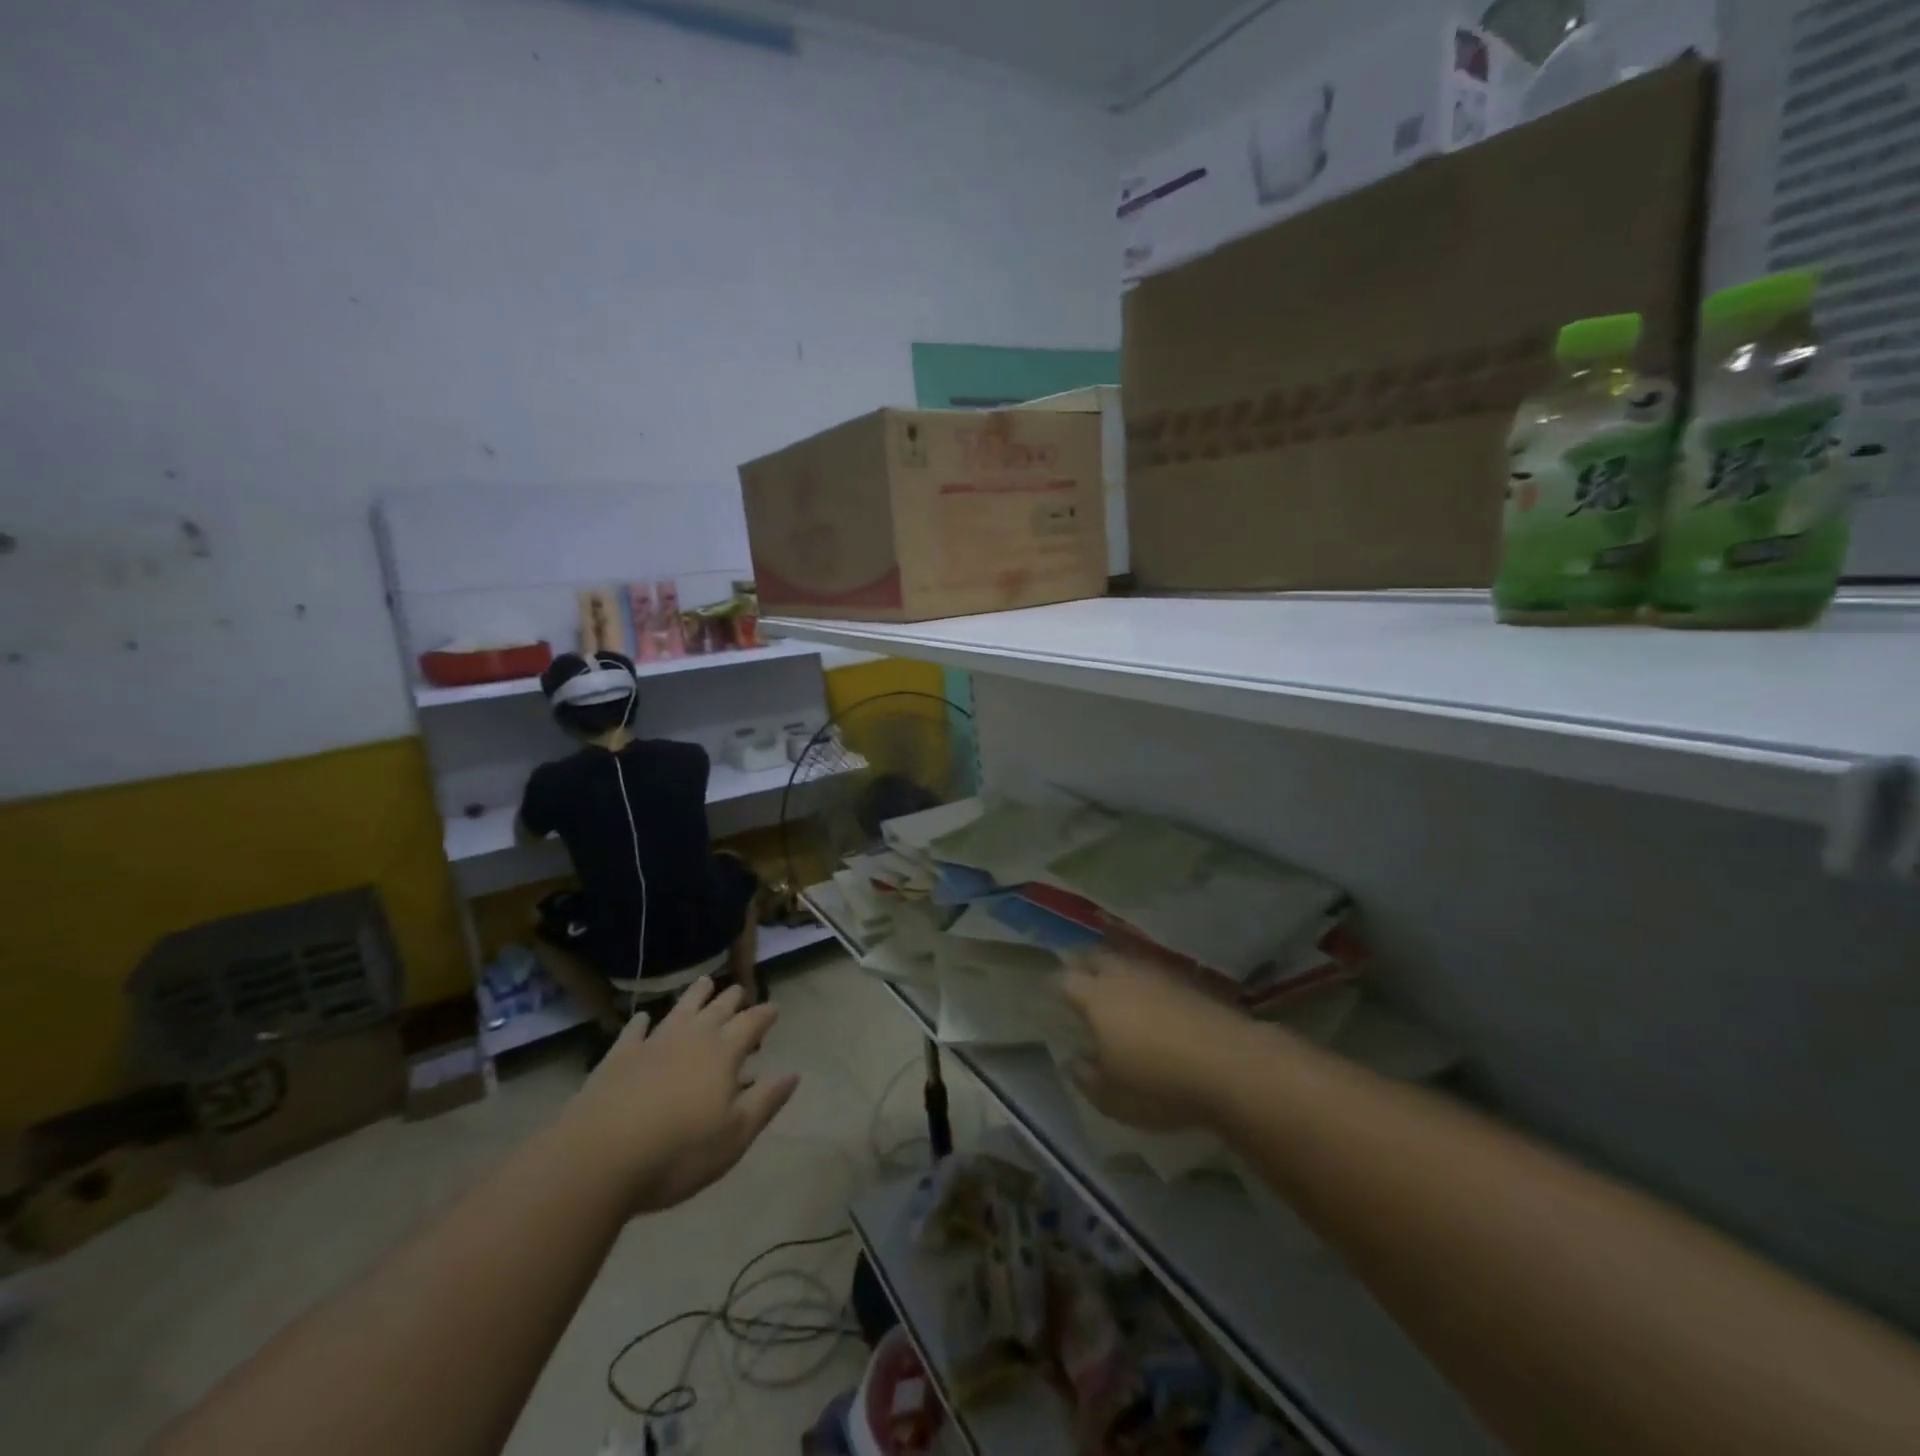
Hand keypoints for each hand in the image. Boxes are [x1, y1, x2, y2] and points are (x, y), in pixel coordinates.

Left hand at [563, 977, 798, 1214]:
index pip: (751, 1023)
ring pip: (680, 1010)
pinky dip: (641, 1022)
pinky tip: (644, 1018)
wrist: (598, 1159)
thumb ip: (765, 1101)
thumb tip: (793, 1073)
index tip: (775, 1008)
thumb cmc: (678, 1152)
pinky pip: (634, 1032)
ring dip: (695, 996)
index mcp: (723, 1053)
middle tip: (740, 990)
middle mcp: (691, 1038)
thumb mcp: (735, 1135)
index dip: (765, 1014)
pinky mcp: (617, 1058)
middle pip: (717, 1009)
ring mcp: (652, 1044)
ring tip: (704, 981)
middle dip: (732, 998)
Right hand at [1060, 948, 1255, 1130]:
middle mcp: (1124, 976)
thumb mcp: (1113, 1098)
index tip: (1050, 991)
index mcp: (1096, 998)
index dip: (1056, 984)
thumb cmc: (1160, 1085)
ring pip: (1129, 960)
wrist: (1233, 1066)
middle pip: (1097, 957)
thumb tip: (1073, 1061)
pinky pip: (1157, 973)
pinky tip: (1153, 996)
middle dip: (1084, 962)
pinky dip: (1148, 980)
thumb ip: (1086, 1078)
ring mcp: (1160, 975)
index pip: (1066, 980)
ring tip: (1114, 981)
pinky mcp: (1191, 982)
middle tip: (1078, 972)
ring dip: (1117, 967)